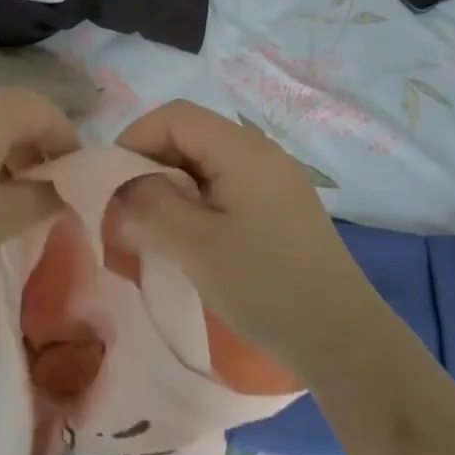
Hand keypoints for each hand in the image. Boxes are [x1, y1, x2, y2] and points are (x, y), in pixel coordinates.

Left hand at [0, 88, 78, 303]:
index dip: (69, 144)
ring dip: (5, 150)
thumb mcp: (0, 219)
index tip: (74, 182)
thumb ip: (45, 198)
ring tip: (4, 195)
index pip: (47, 112)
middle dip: (38, 148)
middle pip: (15, 111)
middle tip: (42, 192)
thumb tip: (66, 187)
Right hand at [112, 100, 378, 372]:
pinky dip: (199, 196)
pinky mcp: (283, 203)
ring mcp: (277, 176)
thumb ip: (150, 204)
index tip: (112, 181)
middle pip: (192, 133)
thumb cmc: (263, 286)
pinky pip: (229, 181)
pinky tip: (192, 233)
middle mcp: (261, 151)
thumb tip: (124, 186)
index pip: (175, 116)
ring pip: (209, 159)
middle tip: (129, 205)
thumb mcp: (194, 245)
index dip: (135, 138)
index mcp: (242, 149)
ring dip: (174, 181)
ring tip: (155, 222)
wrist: (342, 338)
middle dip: (152, 161)